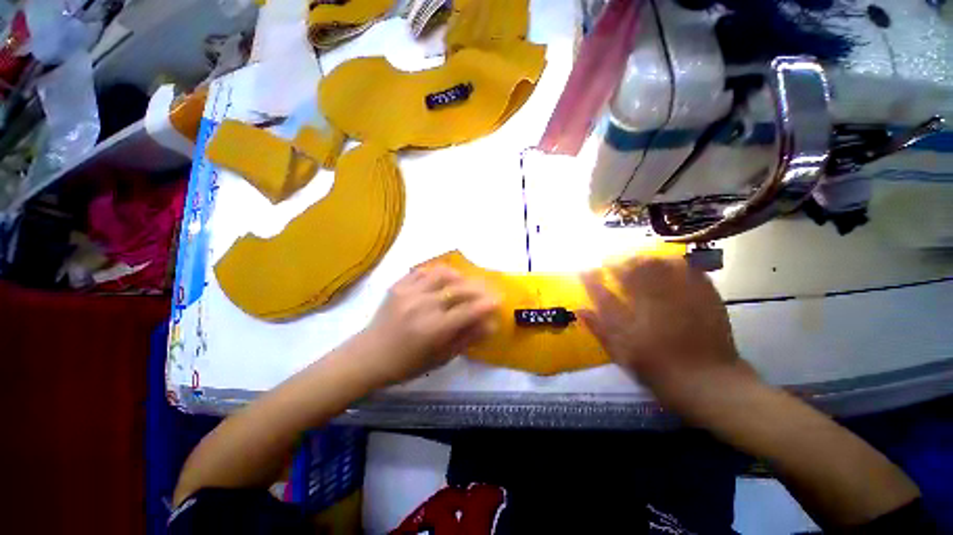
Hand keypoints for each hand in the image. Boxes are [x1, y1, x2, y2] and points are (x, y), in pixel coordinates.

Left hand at [359, 265, 498, 384]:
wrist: (369, 356)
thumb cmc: (407, 364)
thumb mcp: (441, 358)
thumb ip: (466, 339)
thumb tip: (490, 325)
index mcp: (434, 329)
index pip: (468, 310)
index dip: (486, 304)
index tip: (498, 300)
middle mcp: (423, 306)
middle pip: (458, 289)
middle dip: (478, 288)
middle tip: (487, 289)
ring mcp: (409, 293)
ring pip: (441, 274)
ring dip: (459, 276)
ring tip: (465, 282)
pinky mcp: (398, 286)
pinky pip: (422, 270)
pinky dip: (437, 272)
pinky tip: (443, 279)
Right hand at [580, 256, 752, 411]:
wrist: (708, 382)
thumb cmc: (658, 370)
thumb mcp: (622, 354)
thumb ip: (600, 329)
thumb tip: (580, 309)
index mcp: (629, 319)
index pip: (602, 293)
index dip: (591, 279)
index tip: (584, 270)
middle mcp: (651, 303)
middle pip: (631, 272)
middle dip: (619, 262)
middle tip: (612, 261)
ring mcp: (679, 297)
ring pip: (658, 265)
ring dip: (644, 259)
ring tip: (638, 259)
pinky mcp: (703, 296)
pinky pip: (687, 270)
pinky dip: (675, 263)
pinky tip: (670, 263)